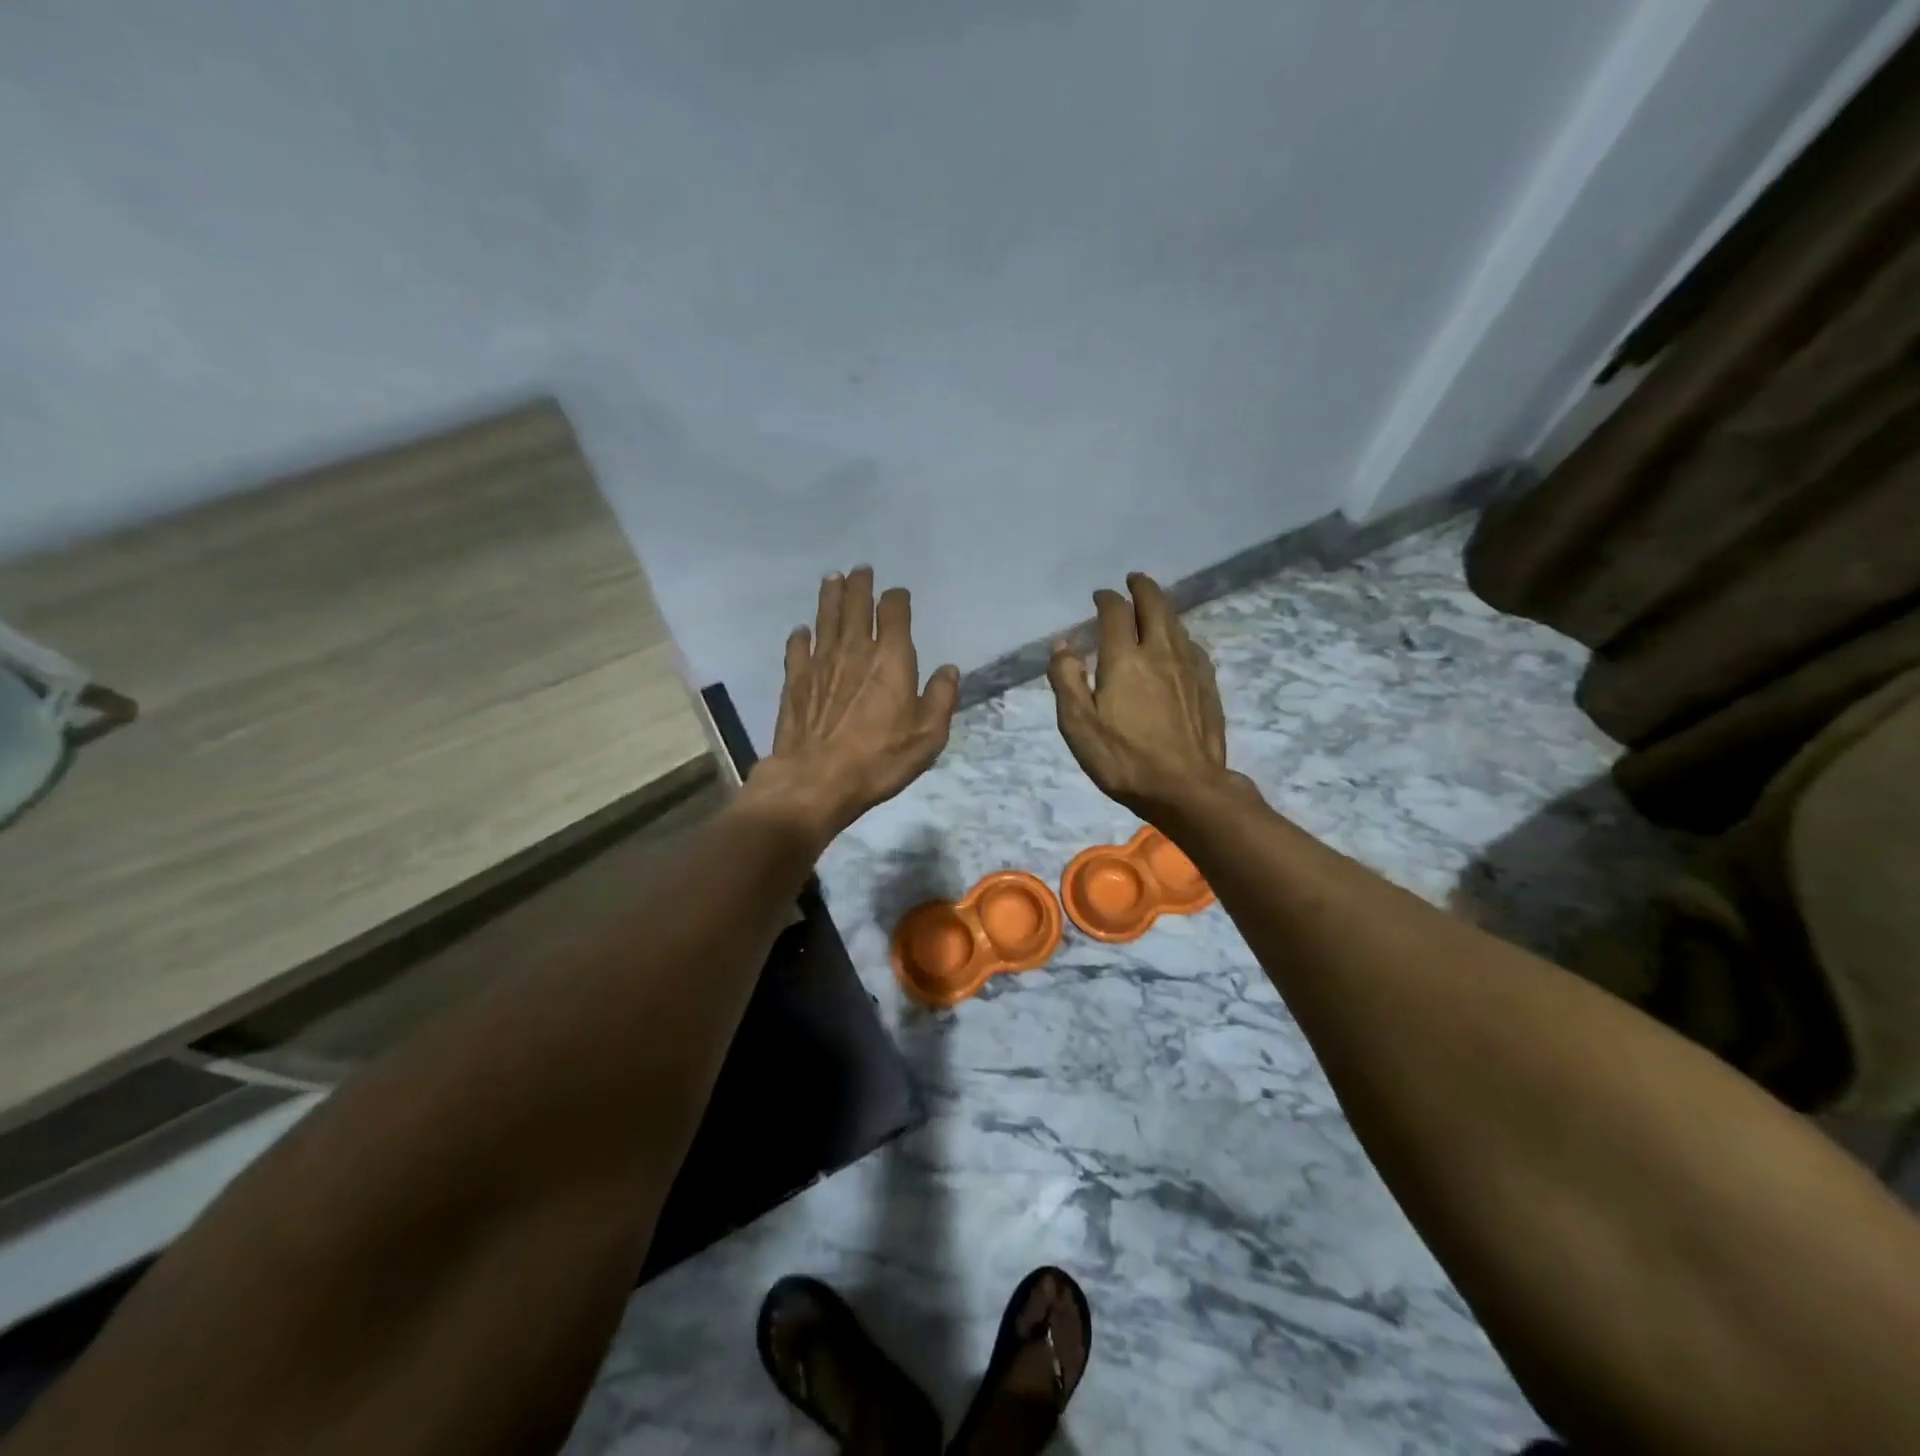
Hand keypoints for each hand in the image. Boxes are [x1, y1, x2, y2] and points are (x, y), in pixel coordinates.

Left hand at [745, 567, 959, 849]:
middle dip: (860, 585)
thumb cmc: (879, 759)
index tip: (898, 595)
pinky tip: (802, 631)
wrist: (817, 780)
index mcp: (892, 658)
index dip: (897, 598)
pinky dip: (801, 636)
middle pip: (856, 605)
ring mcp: (821, 663)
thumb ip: (941, 698)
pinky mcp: (796, 681)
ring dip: (830, 596)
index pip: (895, 612)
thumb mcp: (928, 735)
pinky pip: (798, 649)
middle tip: (860, 570)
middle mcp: (855, 650)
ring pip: (826, 618)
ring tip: (832, 579)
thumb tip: (948, 670)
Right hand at [1048, 572, 1241, 819]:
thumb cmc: (1123, 759)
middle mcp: (1161, 653)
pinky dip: (1181, 636)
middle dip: (1143, 588)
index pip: (1116, 613)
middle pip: (1155, 606)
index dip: (1106, 599)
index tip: (1099, 596)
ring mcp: (1189, 669)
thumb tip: (1063, 645)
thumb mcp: (1078, 725)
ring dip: (1163, 608)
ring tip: (1154, 606)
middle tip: (1133, 580)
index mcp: (1125, 659)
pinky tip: (1181, 645)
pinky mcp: (1207, 688)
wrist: (1186, 788)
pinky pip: (1194, 648)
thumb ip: (1067, 680)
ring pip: (1177, 624)